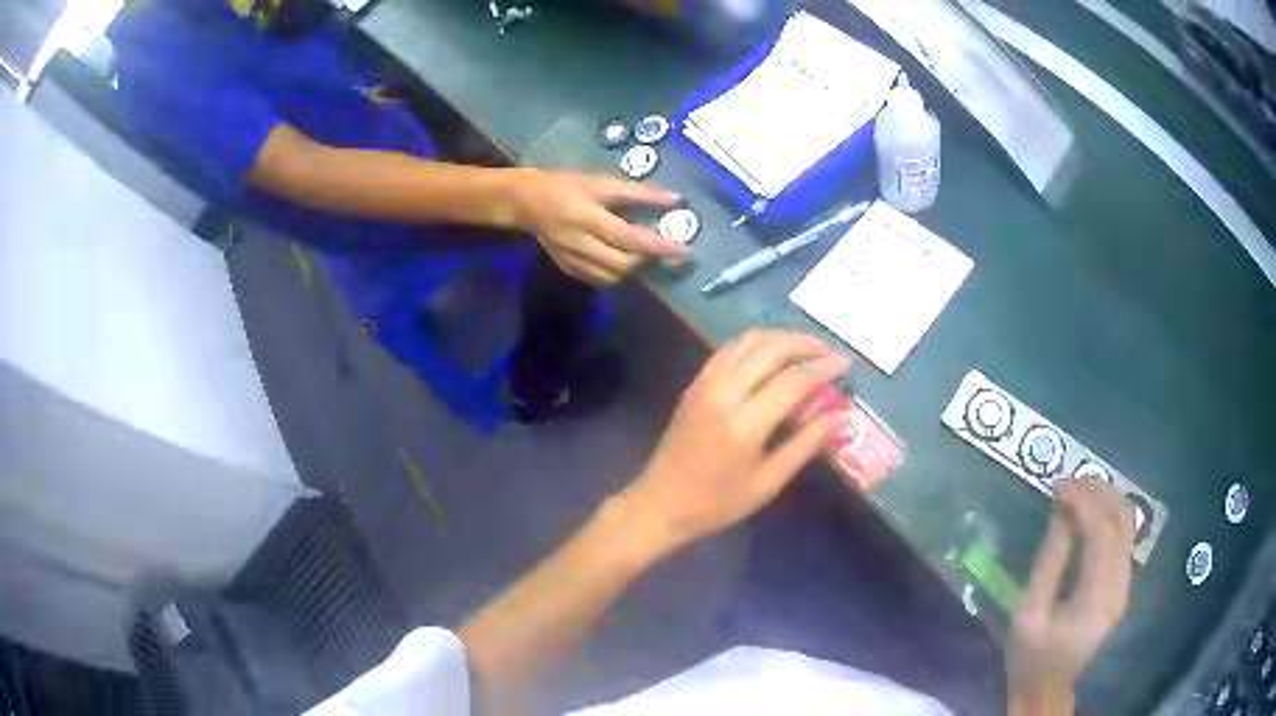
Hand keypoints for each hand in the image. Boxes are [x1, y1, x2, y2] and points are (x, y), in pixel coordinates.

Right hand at [509, 169, 687, 285]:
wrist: (524, 202)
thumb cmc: (565, 185)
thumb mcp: (601, 182)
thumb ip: (638, 192)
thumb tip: (675, 200)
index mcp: (589, 219)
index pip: (633, 240)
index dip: (661, 247)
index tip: (686, 251)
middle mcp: (581, 245)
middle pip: (624, 266)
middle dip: (649, 261)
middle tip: (665, 250)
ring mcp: (573, 262)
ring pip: (613, 278)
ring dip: (635, 269)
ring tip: (644, 254)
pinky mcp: (569, 269)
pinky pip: (600, 280)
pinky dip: (617, 274)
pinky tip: (622, 260)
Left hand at [623, 330, 850, 547]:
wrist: (660, 503)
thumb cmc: (718, 503)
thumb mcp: (768, 482)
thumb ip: (806, 445)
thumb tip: (841, 416)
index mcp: (745, 424)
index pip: (794, 380)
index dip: (824, 367)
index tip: (846, 364)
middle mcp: (724, 393)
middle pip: (772, 347)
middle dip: (806, 343)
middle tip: (829, 353)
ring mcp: (706, 383)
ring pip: (749, 340)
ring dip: (782, 338)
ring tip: (806, 351)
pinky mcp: (695, 383)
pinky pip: (729, 349)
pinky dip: (756, 343)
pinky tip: (772, 356)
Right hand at [1005, 479, 1135, 714]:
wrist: (1047, 689)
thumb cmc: (1030, 658)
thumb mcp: (1028, 615)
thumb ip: (1049, 561)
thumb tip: (1061, 510)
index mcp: (1096, 600)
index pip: (1101, 533)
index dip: (1082, 502)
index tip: (1057, 485)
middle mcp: (1120, 586)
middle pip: (1122, 520)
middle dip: (1097, 491)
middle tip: (1067, 481)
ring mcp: (1125, 584)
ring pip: (1128, 523)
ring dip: (1105, 498)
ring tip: (1077, 489)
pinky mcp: (1122, 584)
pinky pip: (1123, 536)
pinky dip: (1107, 515)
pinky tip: (1088, 511)